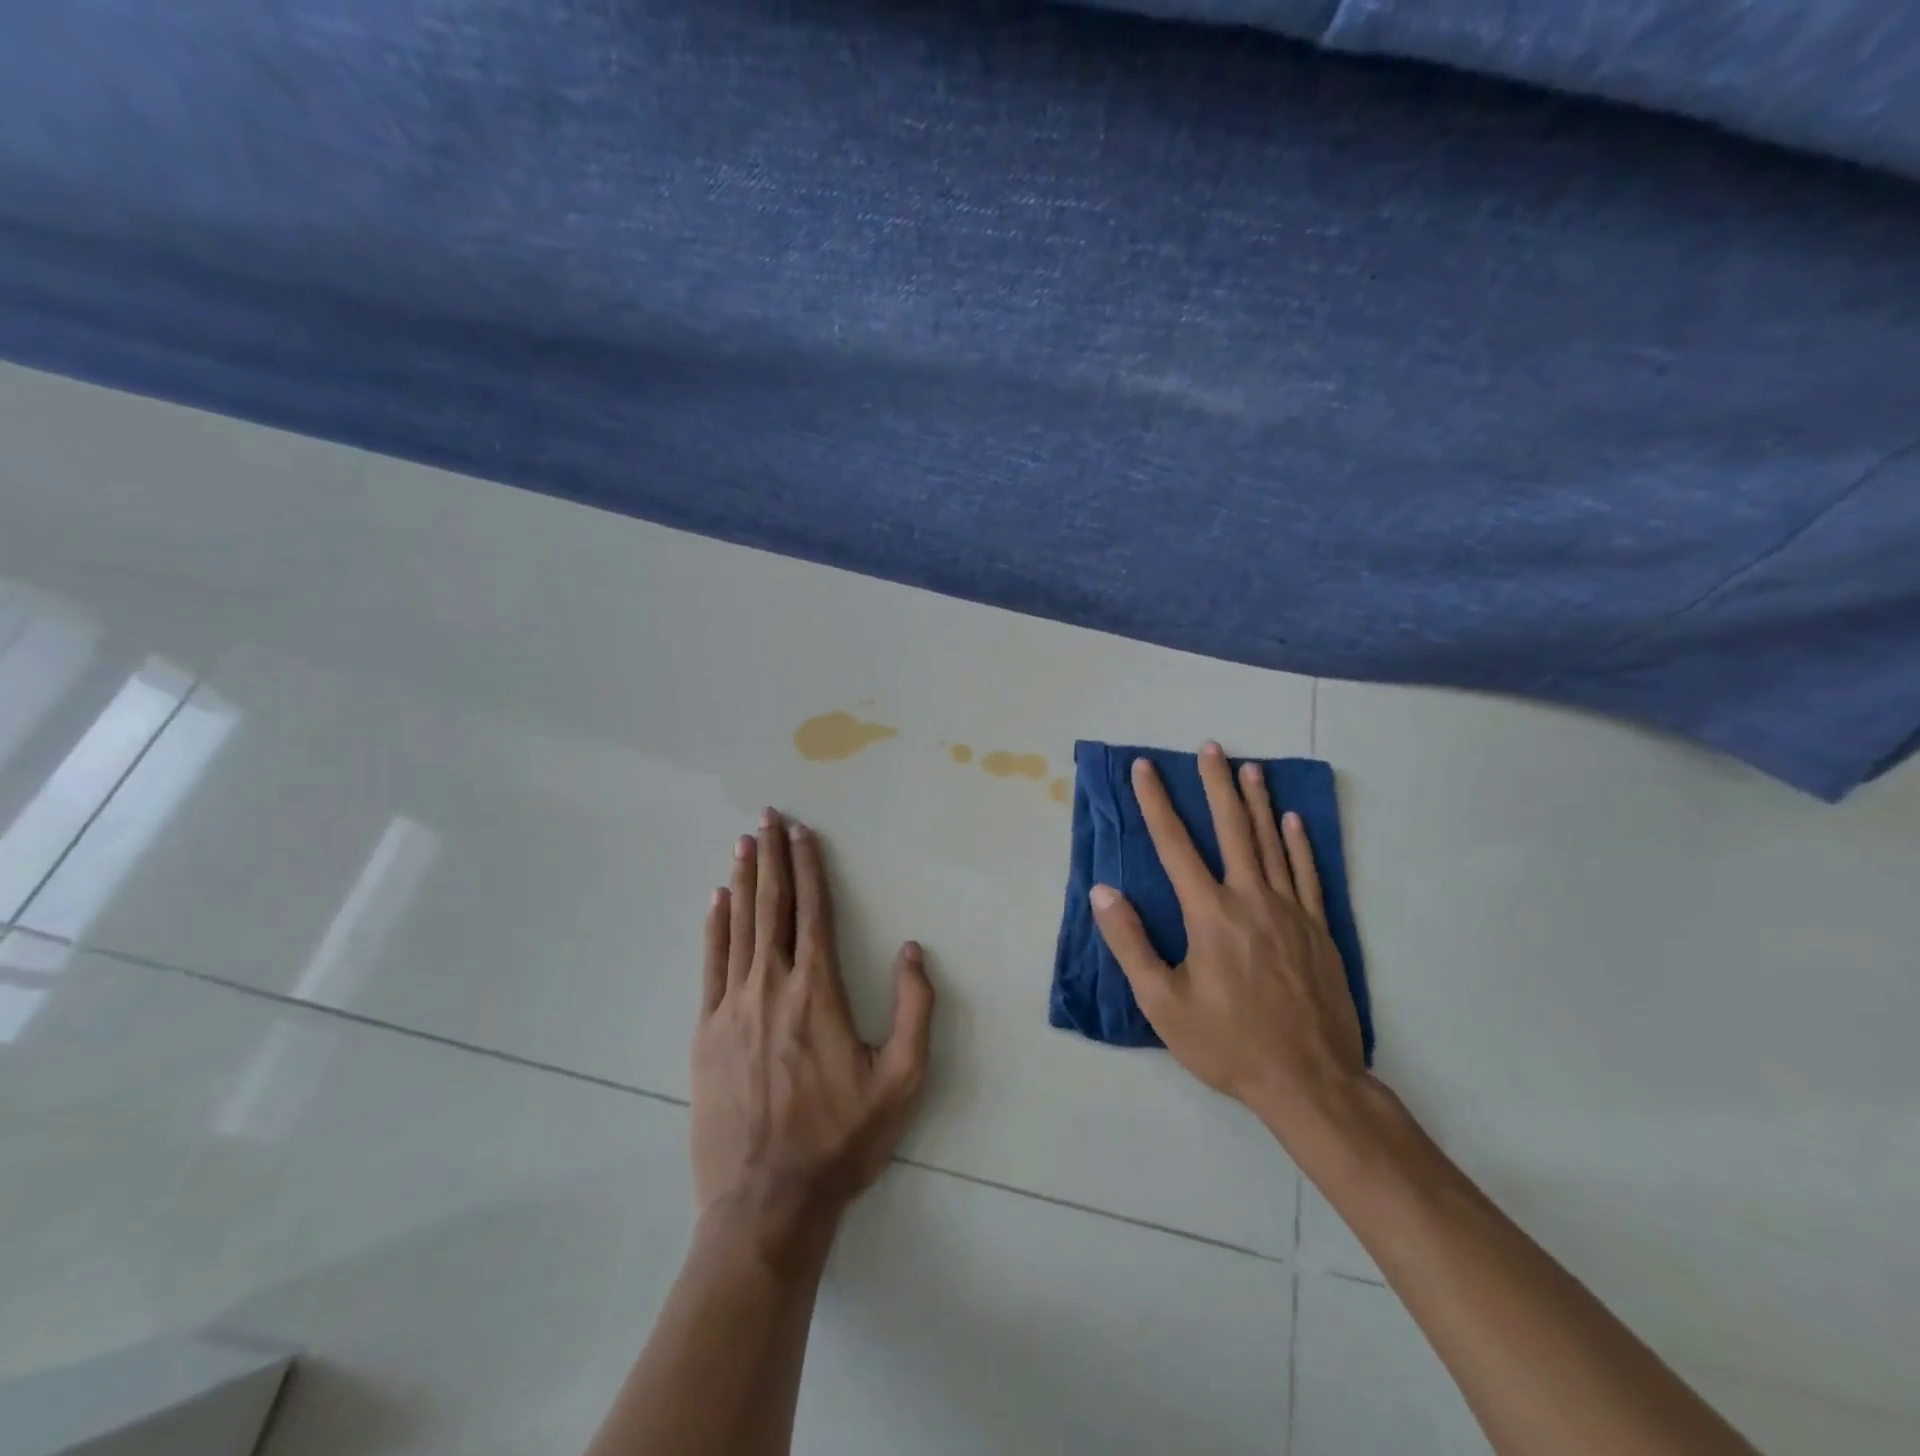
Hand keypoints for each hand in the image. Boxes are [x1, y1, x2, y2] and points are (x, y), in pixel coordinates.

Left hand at [691, 809, 934, 1246]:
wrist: (766, 1203)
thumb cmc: (841, 1139)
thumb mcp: (901, 1080)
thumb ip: (914, 1009)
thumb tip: (910, 949)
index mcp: (818, 992)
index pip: (814, 912)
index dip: (809, 868)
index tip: (803, 833)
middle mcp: (772, 986)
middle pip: (772, 906)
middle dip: (772, 856)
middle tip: (767, 816)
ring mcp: (732, 1007)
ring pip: (740, 927)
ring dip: (744, 880)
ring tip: (744, 842)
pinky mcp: (706, 1033)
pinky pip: (711, 965)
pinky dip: (715, 927)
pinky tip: (717, 901)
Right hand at [1089, 743, 1367, 1144]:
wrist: (1310, 1081)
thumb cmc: (1227, 1043)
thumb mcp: (1162, 1003)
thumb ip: (1130, 943)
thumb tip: (1102, 892)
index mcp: (1209, 913)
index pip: (1175, 845)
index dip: (1156, 803)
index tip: (1145, 769)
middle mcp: (1250, 899)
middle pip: (1231, 829)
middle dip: (1216, 785)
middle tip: (1210, 748)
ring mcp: (1290, 911)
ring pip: (1272, 843)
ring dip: (1258, 803)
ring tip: (1250, 768)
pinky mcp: (1318, 930)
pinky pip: (1308, 874)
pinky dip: (1300, 844)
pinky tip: (1295, 821)